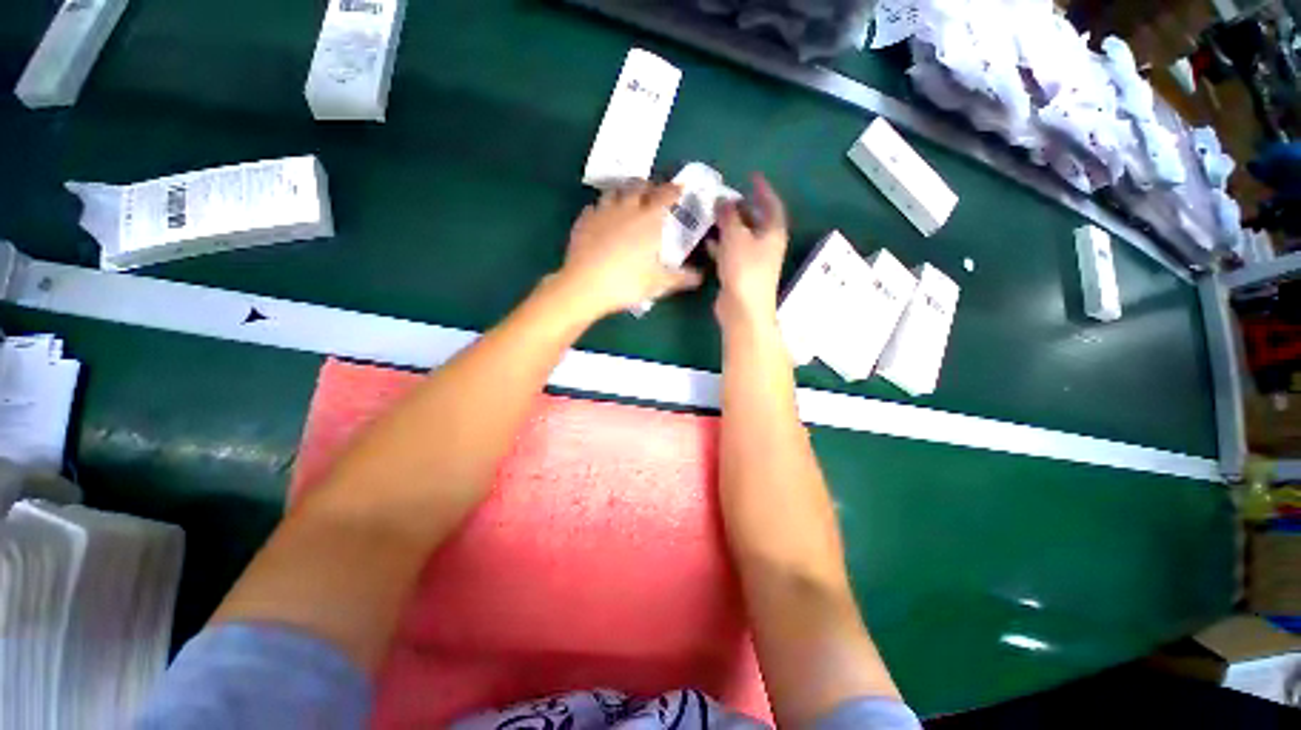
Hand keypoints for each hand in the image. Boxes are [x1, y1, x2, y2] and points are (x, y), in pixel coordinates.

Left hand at [555, 182, 703, 318]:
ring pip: (613, 191)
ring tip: (626, 202)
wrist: (585, 286)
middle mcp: (626, 208)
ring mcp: (602, 212)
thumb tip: (700, 277)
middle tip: (652, 194)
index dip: (674, 190)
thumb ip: (681, 278)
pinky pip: (593, 208)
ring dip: (623, 193)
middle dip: (648, 186)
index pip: (665, 195)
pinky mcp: (583, 222)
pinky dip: (600, 210)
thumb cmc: (627, 283)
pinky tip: (601, 219)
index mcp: (648, 219)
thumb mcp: (658, 284)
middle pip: (638, 185)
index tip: (679, 189)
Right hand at [709, 174, 788, 330]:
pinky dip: (721, 245)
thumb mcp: (735, 236)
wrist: (743, 308)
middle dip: (741, 208)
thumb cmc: (744, 268)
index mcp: (773, 232)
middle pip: (756, 220)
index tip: (752, 176)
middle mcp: (766, 245)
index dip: (762, 189)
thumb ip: (728, 215)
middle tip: (724, 198)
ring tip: (711, 216)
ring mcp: (754, 261)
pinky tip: (707, 241)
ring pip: (742, 237)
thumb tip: (723, 200)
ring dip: (728, 226)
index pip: (771, 204)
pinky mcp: (741, 273)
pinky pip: (732, 252)